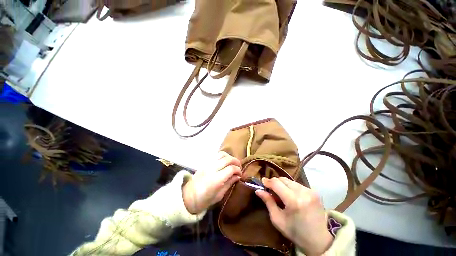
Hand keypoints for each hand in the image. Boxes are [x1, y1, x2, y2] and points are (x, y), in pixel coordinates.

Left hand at [183, 152, 241, 213]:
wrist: (187, 197)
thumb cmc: (204, 200)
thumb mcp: (219, 196)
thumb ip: (229, 184)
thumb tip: (237, 176)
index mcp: (216, 179)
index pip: (231, 168)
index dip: (238, 170)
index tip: (240, 175)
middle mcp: (211, 169)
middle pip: (227, 159)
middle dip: (236, 162)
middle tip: (239, 168)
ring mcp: (206, 165)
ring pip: (221, 154)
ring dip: (229, 157)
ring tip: (232, 164)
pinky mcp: (203, 164)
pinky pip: (215, 156)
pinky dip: (222, 157)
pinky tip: (224, 163)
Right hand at [256, 177, 332, 255]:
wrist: (316, 237)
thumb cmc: (294, 232)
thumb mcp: (277, 220)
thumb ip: (269, 203)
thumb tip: (259, 191)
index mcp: (293, 201)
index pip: (278, 183)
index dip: (268, 182)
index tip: (262, 183)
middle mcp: (304, 192)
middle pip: (286, 180)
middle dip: (276, 182)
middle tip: (269, 189)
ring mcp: (312, 191)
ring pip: (294, 182)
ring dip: (285, 185)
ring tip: (280, 194)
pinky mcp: (317, 193)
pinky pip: (302, 187)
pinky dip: (294, 189)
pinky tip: (292, 197)